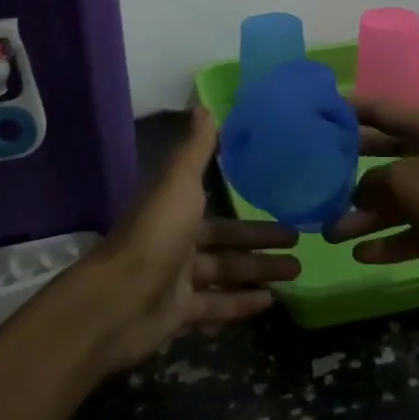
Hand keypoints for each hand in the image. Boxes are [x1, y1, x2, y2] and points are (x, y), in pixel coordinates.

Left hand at [80, 107, 301, 371]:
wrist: (118, 299)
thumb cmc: (156, 233)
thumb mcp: (180, 182)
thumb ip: (196, 149)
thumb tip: (204, 105)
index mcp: (176, 210)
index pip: (219, 209)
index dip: (248, 208)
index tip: (281, 202)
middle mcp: (177, 242)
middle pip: (227, 243)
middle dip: (262, 242)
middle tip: (300, 241)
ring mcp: (177, 280)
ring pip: (226, 273)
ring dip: (259, 272)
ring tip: (297, 272)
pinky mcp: (179, 313)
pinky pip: (216, 306)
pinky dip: (241, 304)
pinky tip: (270, 302)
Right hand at [325, 99, 418, 297]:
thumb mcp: (404, 181)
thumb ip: (372, 183)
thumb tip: (357, 194)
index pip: (378, 111)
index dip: (348, 109)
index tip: (315, 113)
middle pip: (380, 157)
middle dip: (348, 169)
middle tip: (313, 178)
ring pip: (392, 201)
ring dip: (362, 216)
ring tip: (329, 233)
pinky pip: (409, 232)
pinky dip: (387, 242)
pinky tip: (360, 255)